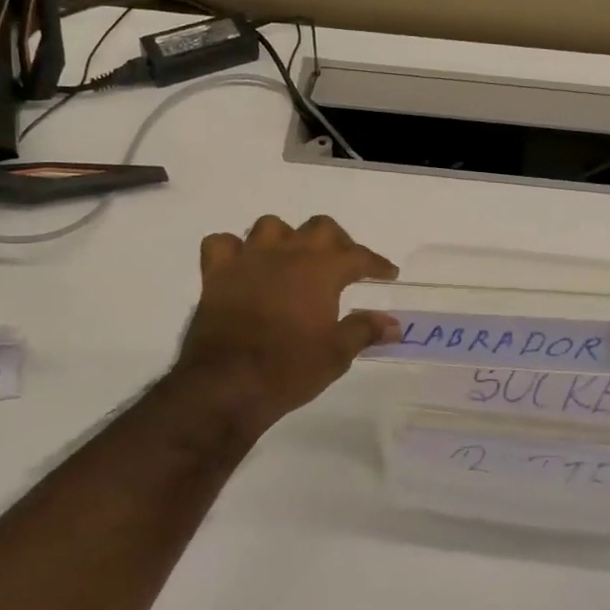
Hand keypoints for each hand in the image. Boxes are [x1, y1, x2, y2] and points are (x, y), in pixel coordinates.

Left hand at [174, 215, 398, 431]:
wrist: (228, 383)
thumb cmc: (289, 368)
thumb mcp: (337, 354)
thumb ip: (364, 330)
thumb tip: (393, 324)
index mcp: (321, 270)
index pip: (358, 256)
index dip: (376, 263)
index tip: (388, 273)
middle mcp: (286, 253)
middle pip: (319, 228)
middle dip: (336, 242)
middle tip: (343, 263)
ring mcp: (248, 259)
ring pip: (270, 227)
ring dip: (286, 238)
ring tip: (293, 259)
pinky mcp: (216, 273)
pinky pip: (222, 244)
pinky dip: (234, 249)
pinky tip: (243, 265)